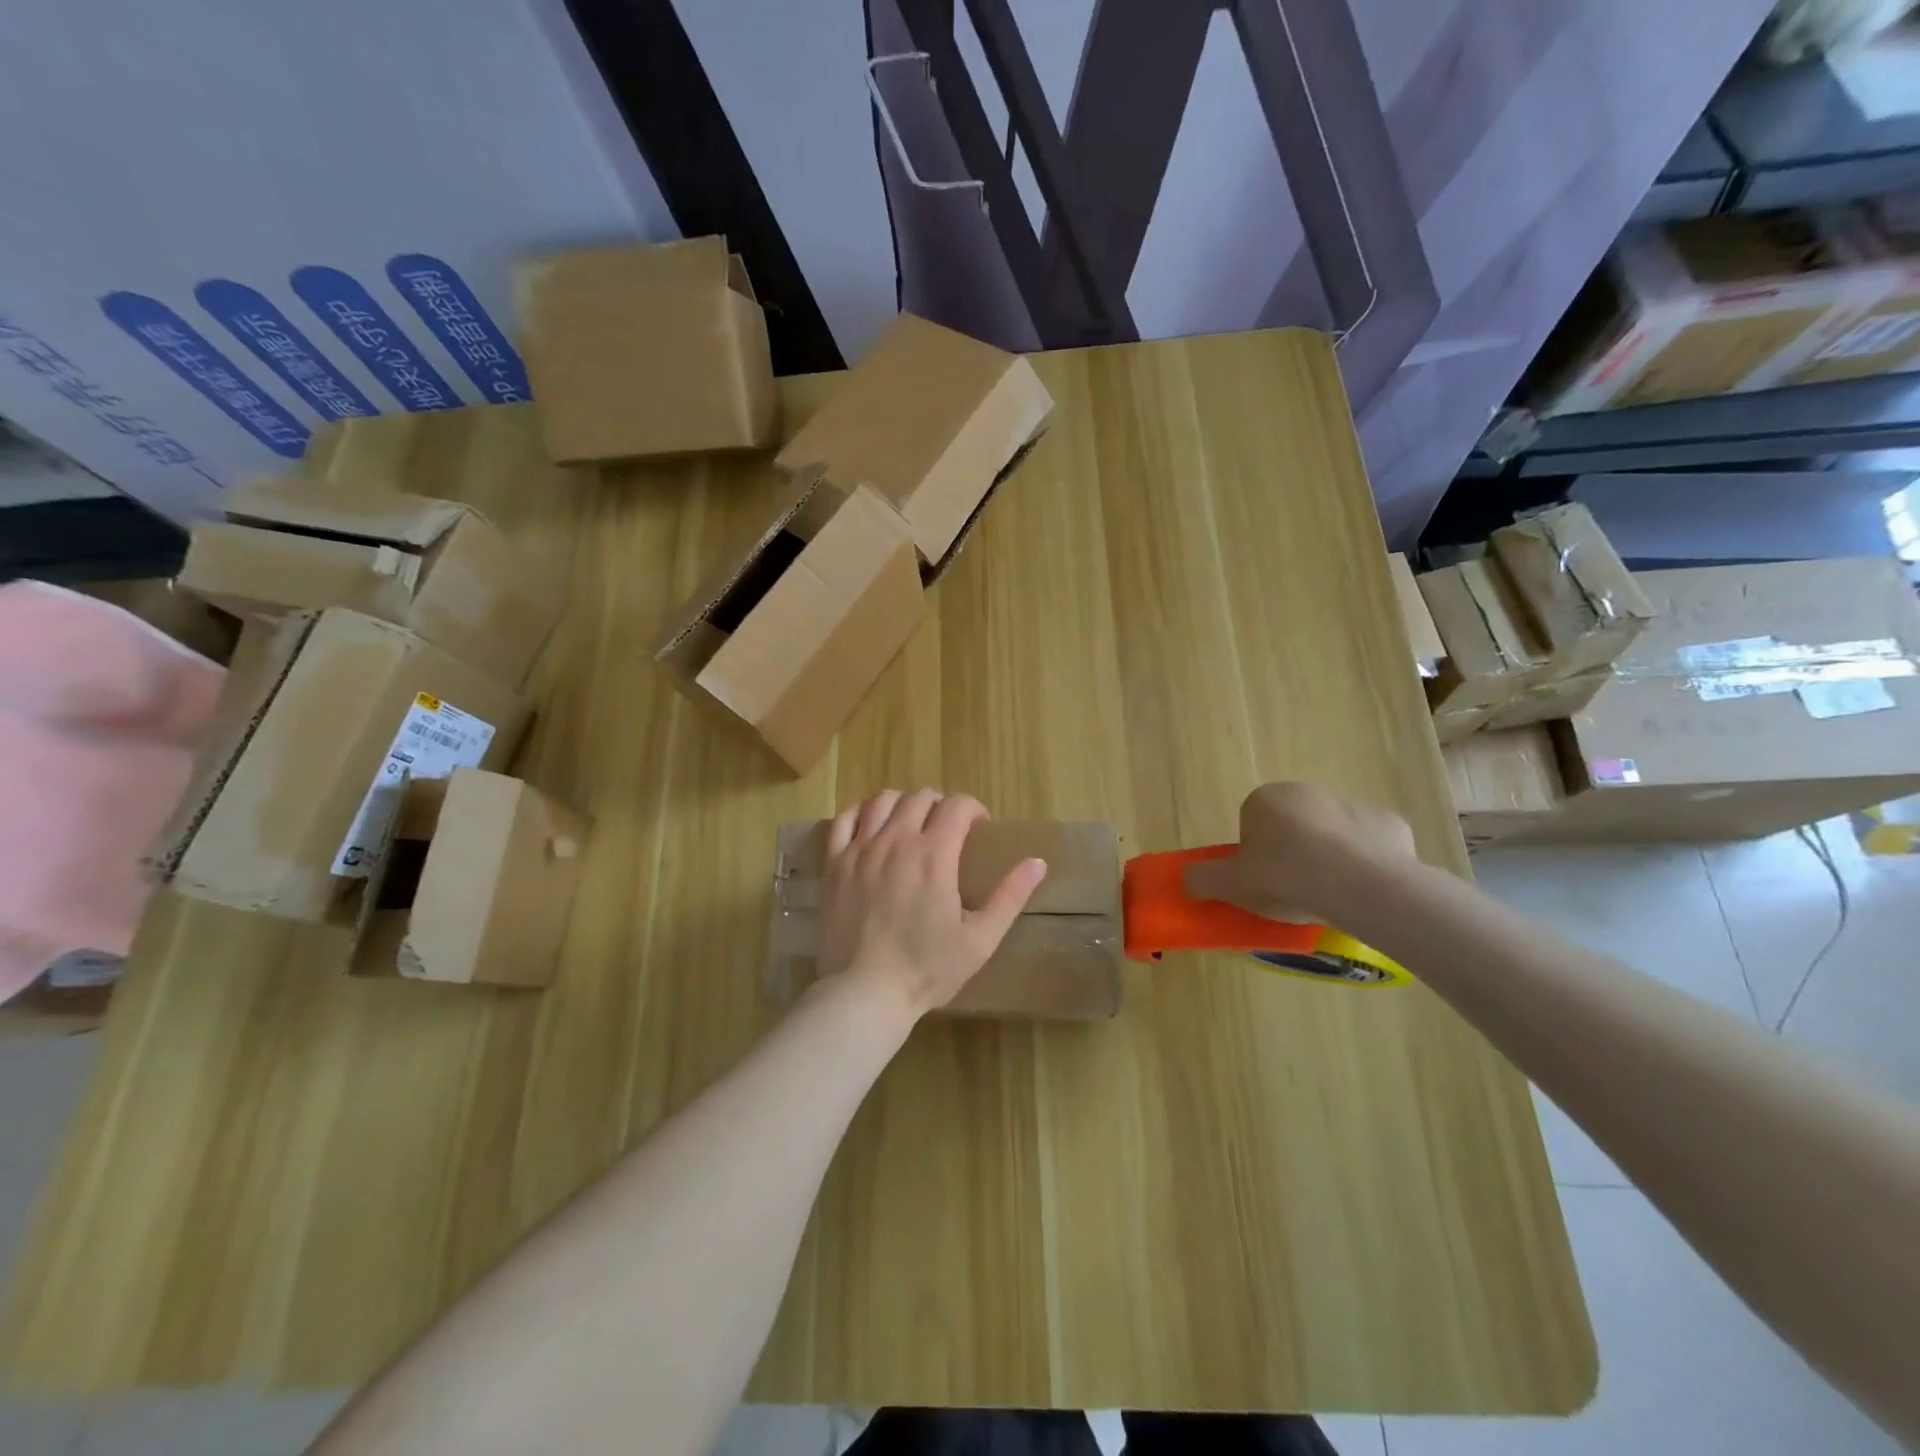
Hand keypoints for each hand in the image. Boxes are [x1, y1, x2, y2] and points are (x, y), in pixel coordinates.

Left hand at [816, 789, 1047, 1020]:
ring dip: (903, 804)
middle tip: (948, 829)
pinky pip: (844, 820)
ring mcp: (861, 849)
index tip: (978, 827)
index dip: (973, 809)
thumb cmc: (926, 969)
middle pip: (921, 797)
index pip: (957, 805)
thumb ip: (1010, 896)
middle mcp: (897, 840)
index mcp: (934, 855)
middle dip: (941, 805)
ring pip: (882, 801)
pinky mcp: (834, 864)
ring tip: (911, 823)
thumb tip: (1038, 862)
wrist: (864, 992)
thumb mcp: (980, 939)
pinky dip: (860, 813)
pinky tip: (870, 826)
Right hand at [1183, 782, 1415, 924]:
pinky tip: (1362, 891)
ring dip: (1327, 858)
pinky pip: (1369, 847)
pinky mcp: (1390, 825)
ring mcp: (1353, 805)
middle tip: (1291, 891)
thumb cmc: (1287, 878)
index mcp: (1267, 799)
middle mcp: (1308, 792)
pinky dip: (1365, 865)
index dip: (1253, 857)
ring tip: (1328, 896)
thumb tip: (1185, 879)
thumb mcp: (1231, 885)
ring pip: (1331, 836)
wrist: (1363, 887)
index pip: (1251, 826)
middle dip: (1290, 854)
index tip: (1261, 883)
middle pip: (1291, 827)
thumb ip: (1203, 879)